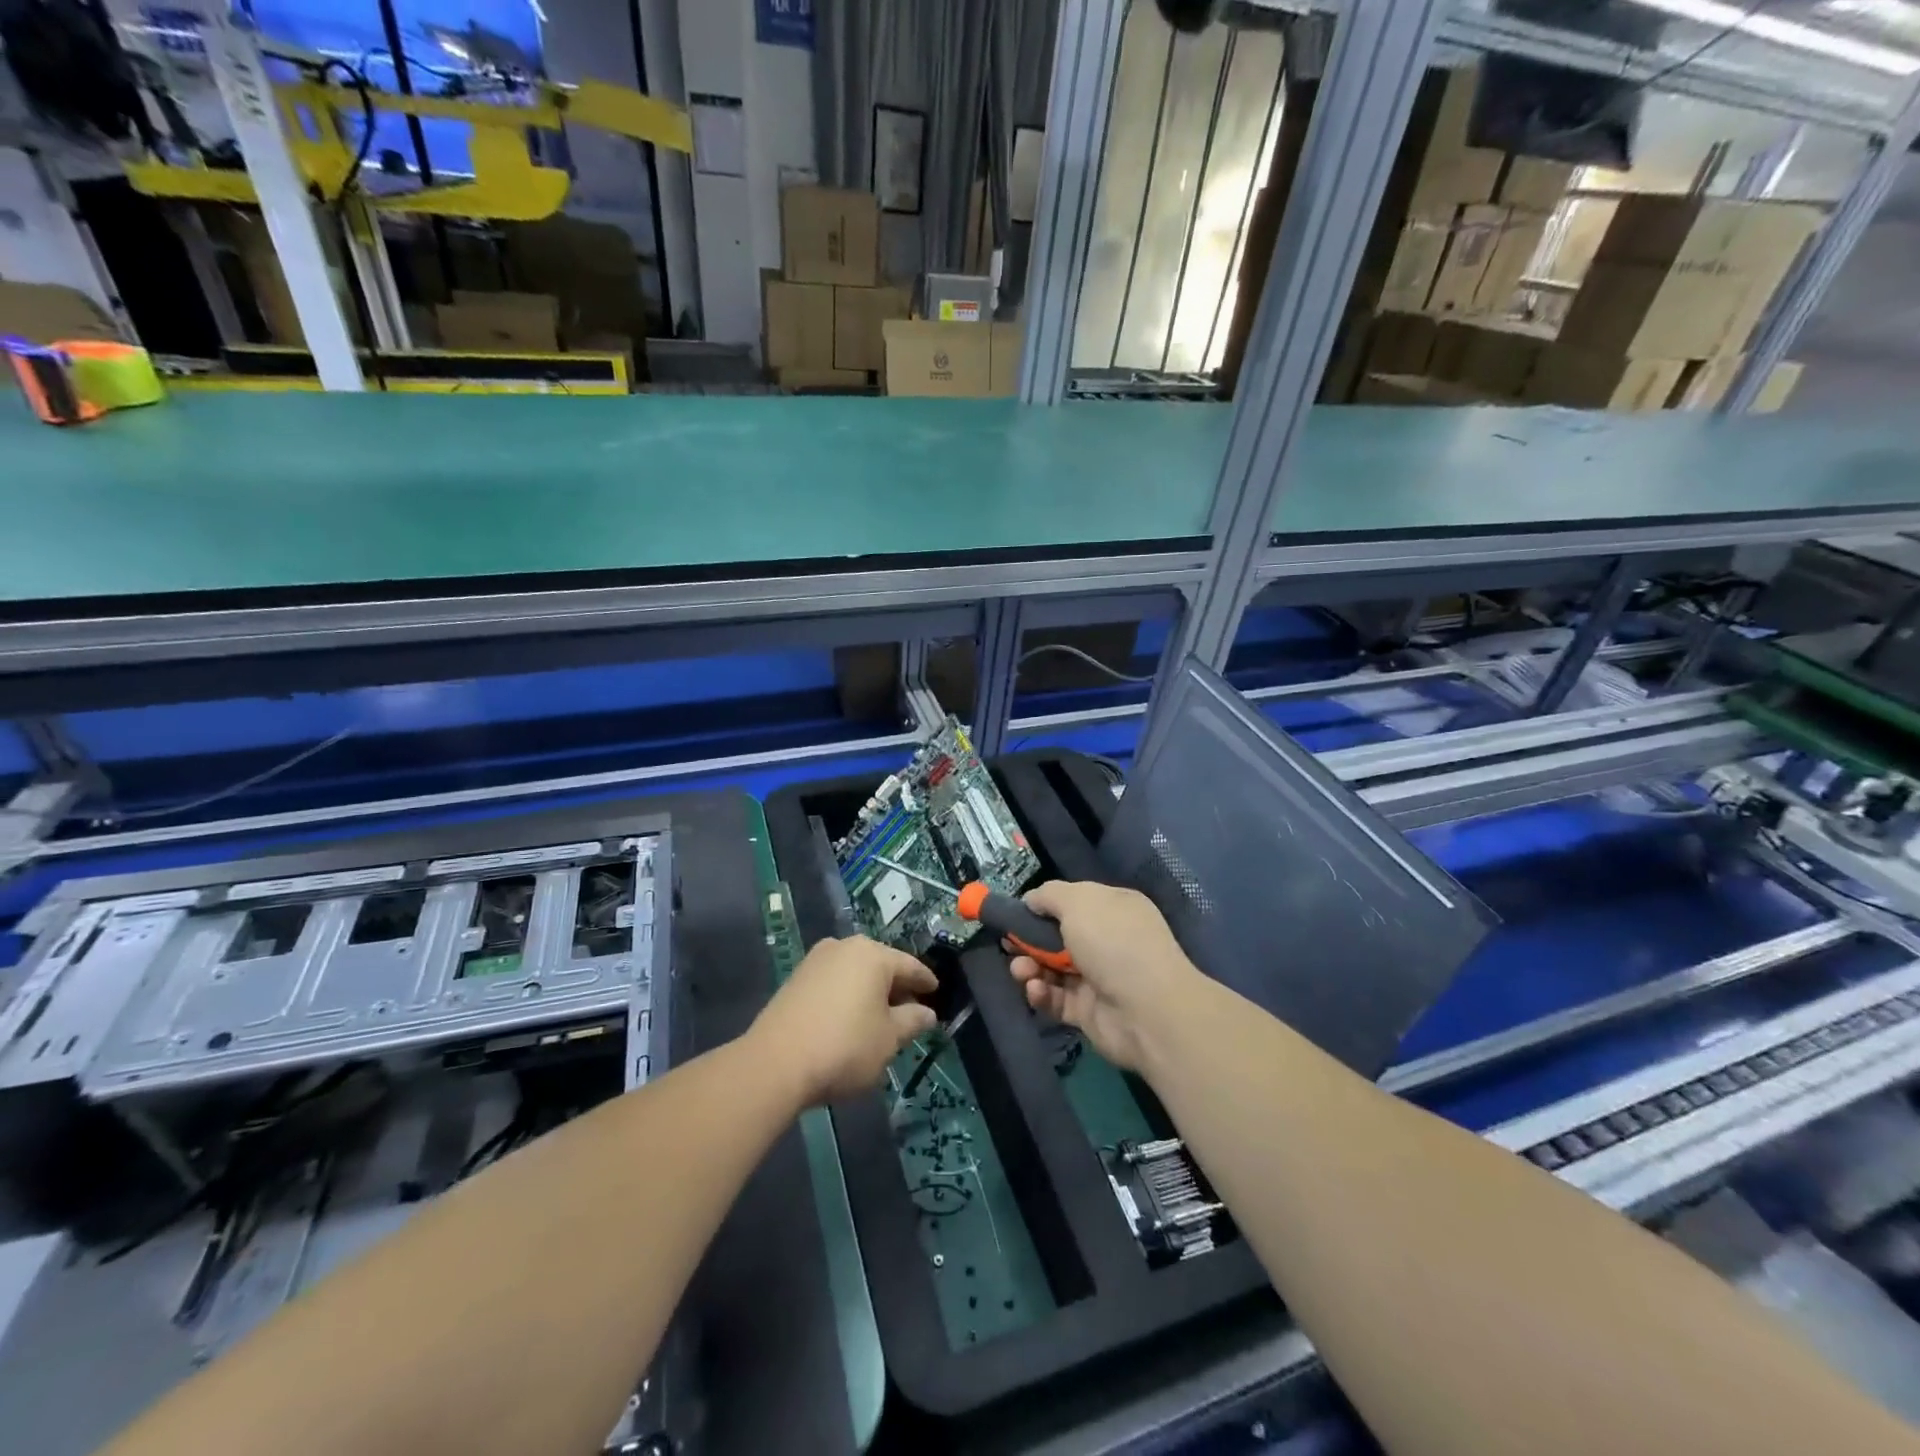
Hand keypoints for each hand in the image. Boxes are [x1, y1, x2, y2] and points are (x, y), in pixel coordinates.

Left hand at [750, 937, 938, 1105]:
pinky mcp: (796, 979)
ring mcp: (816, 960)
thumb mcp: (889, 1039)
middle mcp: (844, 947)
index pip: (910, 965)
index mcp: (873, 954)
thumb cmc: (845, 1047)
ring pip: (855, 972)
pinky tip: (851, 1019)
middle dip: (897, 986)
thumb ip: (912, 1021)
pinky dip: (848, 996)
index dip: (925, 981)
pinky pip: (834, 982)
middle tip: (911, 1009)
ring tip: (881, 1018)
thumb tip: (927, 1013)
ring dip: (870, 992)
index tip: (936, 992)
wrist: (775, 1064)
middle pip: (881, 965)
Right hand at [1008, 881, 1202, 1072]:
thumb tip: (1031, 900)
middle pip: (1057, 937)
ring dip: (1029, 968)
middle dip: (1029, 940)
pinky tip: (1035, 990)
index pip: (1073, 902)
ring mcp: (1098, 978)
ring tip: (1020, 971)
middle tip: (1009, 946)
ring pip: (1052, 969)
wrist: (1148, 1011)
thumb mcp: (1078, 901)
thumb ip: (1049, 895)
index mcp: (1112, 909)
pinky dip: (1041, 994)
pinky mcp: (1088, 1012)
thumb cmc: (1113, 943)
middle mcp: (1107, 941)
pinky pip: (1056, 1000)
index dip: (1043, 907)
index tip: (1015, 913)